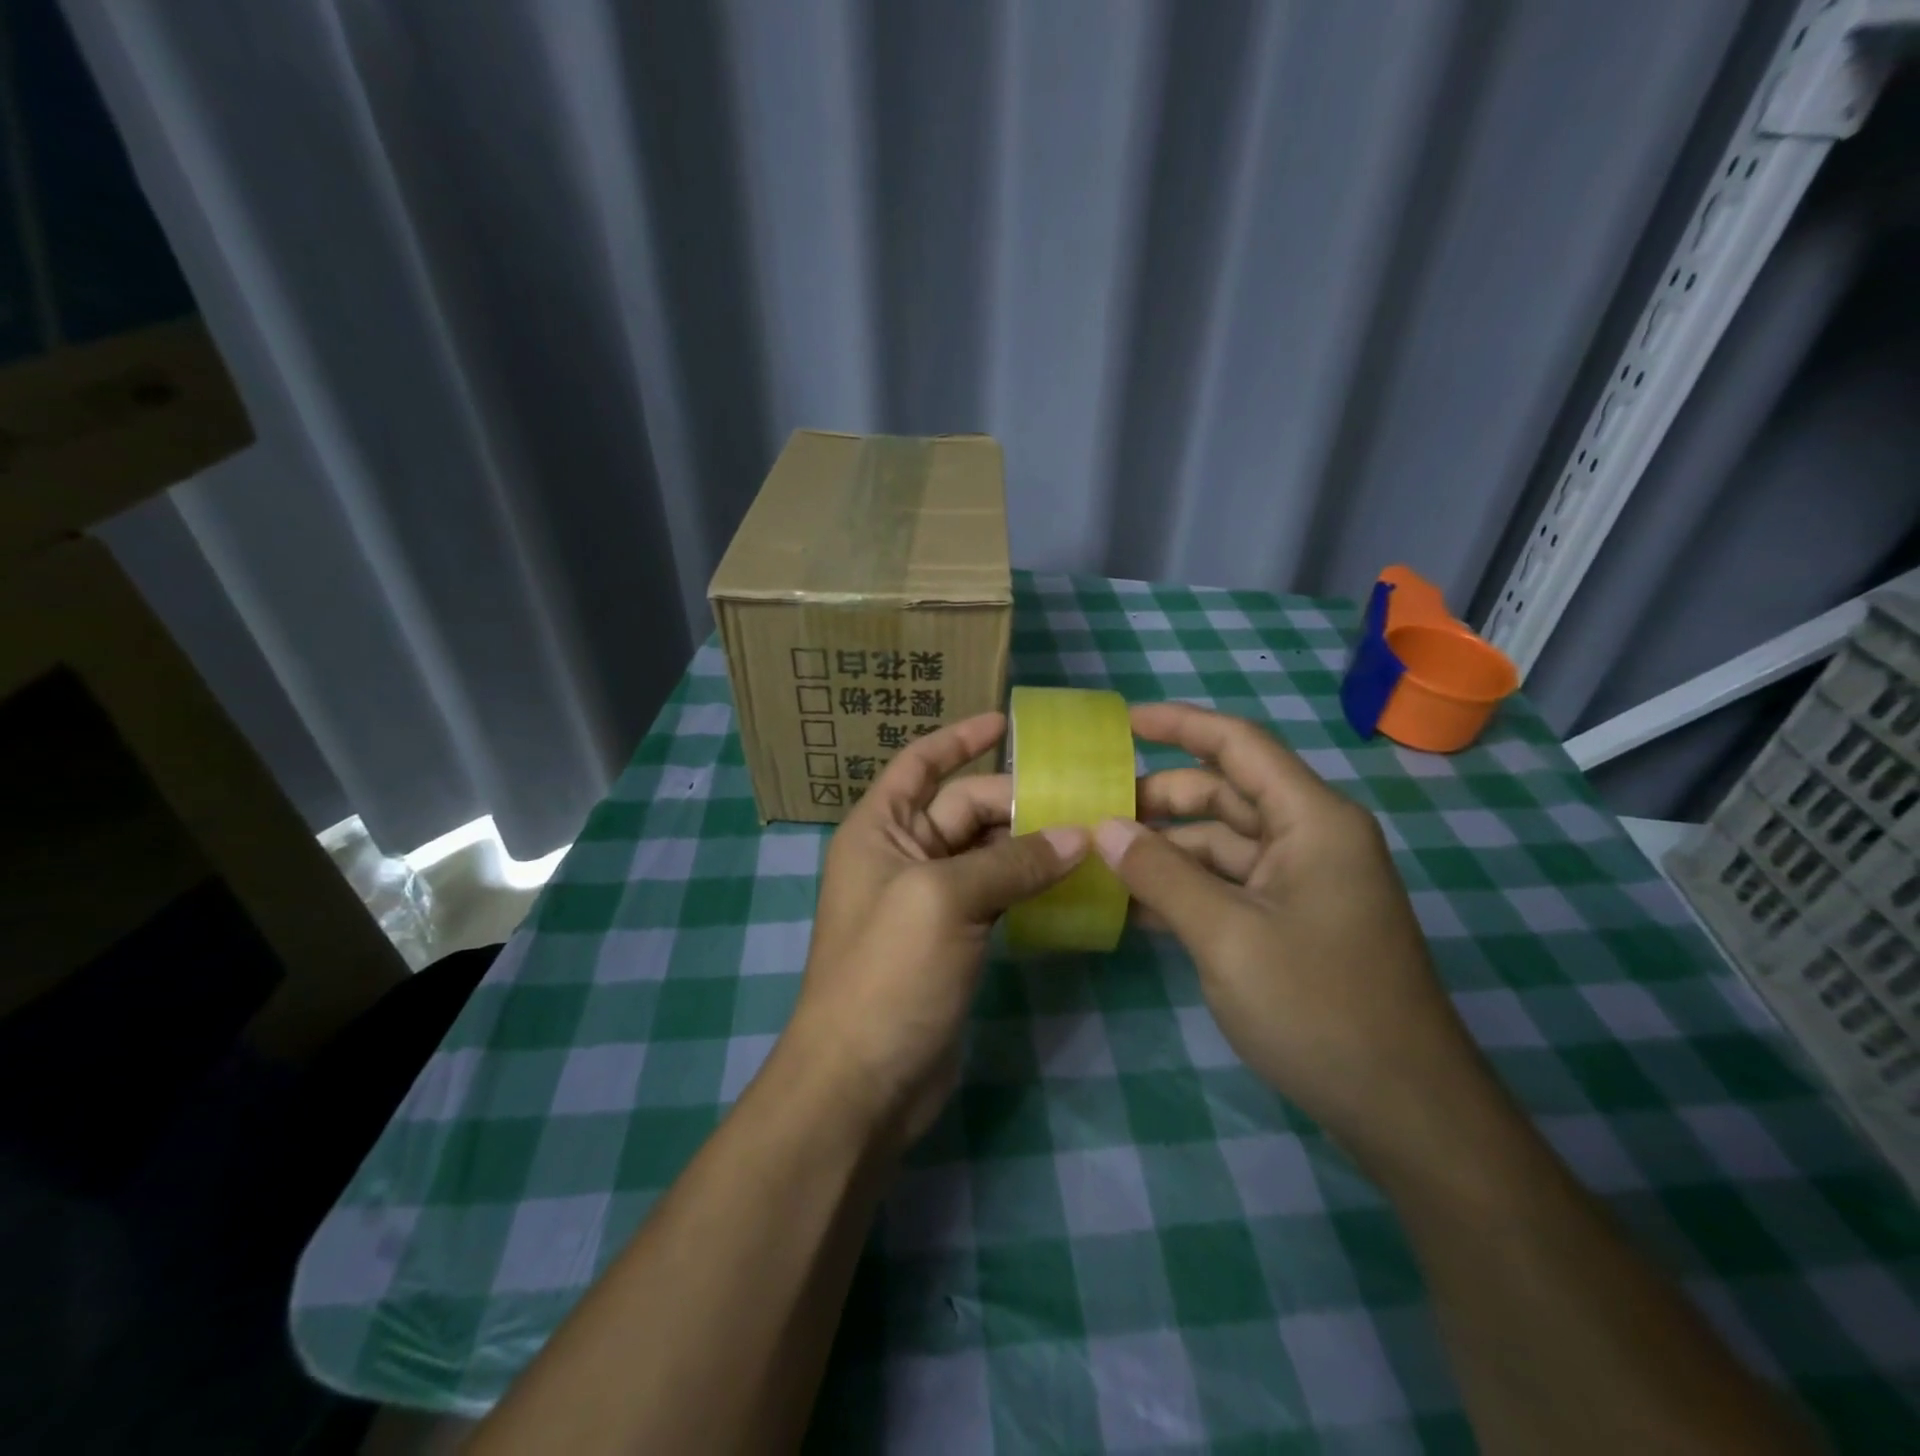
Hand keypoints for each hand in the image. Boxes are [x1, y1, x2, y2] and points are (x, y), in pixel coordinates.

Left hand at [781, 712, 1085, 1152]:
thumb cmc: (888, 973)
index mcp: (880, 829)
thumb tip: (1079, 835)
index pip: (919, 764)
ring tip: (1090, 833)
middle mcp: (902, 855)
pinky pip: (997, 894)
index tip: (1006, 722)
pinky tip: (1072, 880)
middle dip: (1017, 800)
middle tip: (1084, 797)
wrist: (862, 1081)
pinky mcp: (954, 938)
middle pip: (964, 808)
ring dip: (1030, 843)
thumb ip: (1012, 862)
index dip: (959, 738)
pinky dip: (1029, 884)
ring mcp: (929, 900)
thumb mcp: (946, 901)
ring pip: (986, 853)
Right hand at [1098, 702, 1496, 1174]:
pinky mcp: (1295, 920)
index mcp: (1311, 820)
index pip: (1239, 745)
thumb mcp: (1225, 935)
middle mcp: (1311, 837)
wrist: (1405, 1110)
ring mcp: (1304, 881)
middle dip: (1159, 799)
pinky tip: (1136, 905)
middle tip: (1093, 812)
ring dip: (1166, 850)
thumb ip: (1160, 874)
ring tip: (1101, 861)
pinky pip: (1230, 884)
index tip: (1122, 723)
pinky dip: (1186, 887)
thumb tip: (1104, 828)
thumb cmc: (1319, 1007)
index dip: (1180, 725)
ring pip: (1222, 844)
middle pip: (1225, 795)